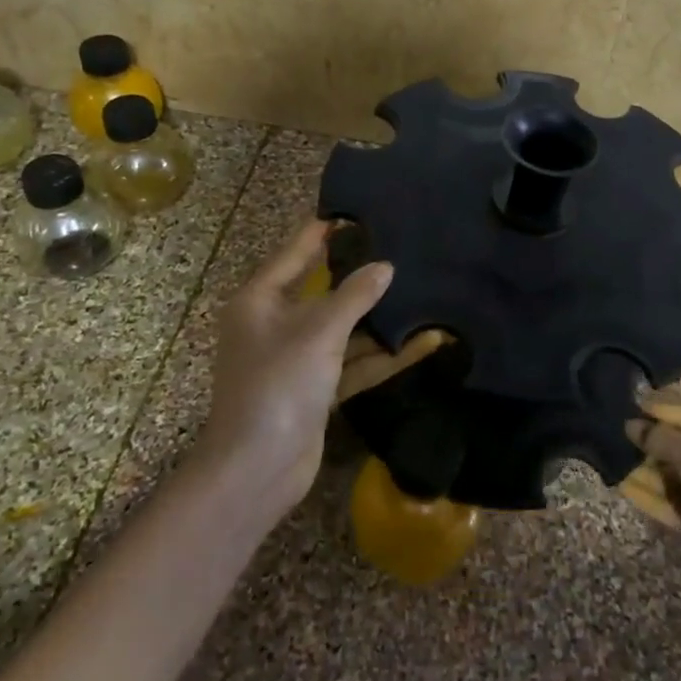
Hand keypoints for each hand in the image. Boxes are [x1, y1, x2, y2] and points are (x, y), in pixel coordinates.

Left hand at [202, 220, 443, 521]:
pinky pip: (351, 363)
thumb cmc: (278, 385)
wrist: (258, 469)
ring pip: (342, 330)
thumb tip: (385, 267)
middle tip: (398, 249)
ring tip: (419, 293)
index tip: (356, 212)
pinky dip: (381, 356)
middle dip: (359, 277)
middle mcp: (275, 325)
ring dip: (377, 321)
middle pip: (322, 291)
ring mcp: (296, 359)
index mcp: (260, 301)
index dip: (323, 233)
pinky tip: (423, 345)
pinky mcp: (315, 390)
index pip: (294, 253)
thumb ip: (354, 296)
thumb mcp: (318, 332)